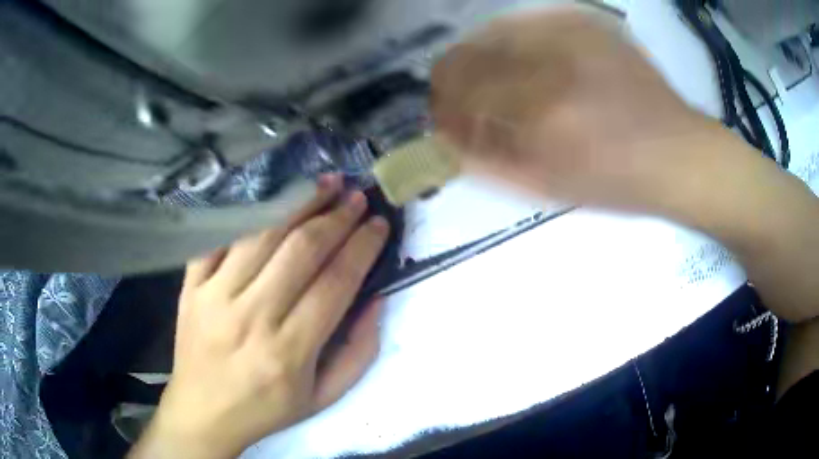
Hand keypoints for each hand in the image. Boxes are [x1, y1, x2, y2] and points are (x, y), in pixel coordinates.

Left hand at [130, 175, 389, 458]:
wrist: (203, 412)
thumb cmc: (266, 409)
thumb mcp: (323, 398)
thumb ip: (358, 352)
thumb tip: (375, 298)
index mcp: (289, 352)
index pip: (335, 284)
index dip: (362, 247)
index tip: (378, 223)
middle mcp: (250, 318)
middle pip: (300, 251)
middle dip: (335, 217)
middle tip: (356, 196)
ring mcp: (214, 296)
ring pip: (261, 235)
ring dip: (297, 203)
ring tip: (324, 184)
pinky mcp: (191, 286)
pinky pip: (219, 237)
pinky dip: (247, 213)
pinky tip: (271, 199)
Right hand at [431, 5, 722, 212]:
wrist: (681, 153)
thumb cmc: (622, 183)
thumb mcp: (554, 187)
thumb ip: (493, 162)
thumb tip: (446, 138)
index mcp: (546, 117)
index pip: (464, 94)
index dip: (444, 105)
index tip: (440, 116)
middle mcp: (555, 66)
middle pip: (471, 55)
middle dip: (450, 76)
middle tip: (453, 93)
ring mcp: (574, 37)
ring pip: (495, 31)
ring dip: (477, 54)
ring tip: (483, 74)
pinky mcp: (591, 25)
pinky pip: (531, 19)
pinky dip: (511, 35)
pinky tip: (519, 55)